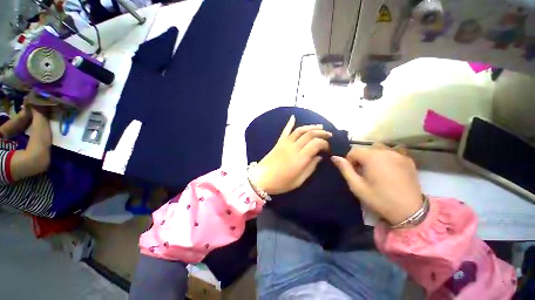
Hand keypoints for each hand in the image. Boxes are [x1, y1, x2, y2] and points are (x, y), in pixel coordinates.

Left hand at [249, 115, 331, 194]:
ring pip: (300, 130)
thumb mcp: (299, 180)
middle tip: (329, 135)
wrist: (261, 179)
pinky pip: (285, 131)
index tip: (328, 148)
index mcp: (300, 158)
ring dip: (310, 127)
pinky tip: (293, 117)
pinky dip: (289, 123)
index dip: (324, 143)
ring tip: (319, 126)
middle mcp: (294, 147)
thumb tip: (319, 157)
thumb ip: (310, 168)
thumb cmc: (281, 183)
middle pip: (310, 134)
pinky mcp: (278, 142)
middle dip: (321, 133)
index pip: (316, 144)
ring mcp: (285, 143)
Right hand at [331, 143, 422, 225]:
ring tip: (377, 170)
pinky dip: (387, 156)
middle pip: (366, 149)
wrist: (410, 211)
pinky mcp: (408, 159)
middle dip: (361, 159)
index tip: (354, 173)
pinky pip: (393, 151)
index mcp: (371, 157)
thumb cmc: (379, 198)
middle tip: (364, 173)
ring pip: (379, 148)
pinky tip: (389, 168)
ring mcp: (399, 154)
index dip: (350, 161)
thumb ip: (345, 169)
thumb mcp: (357, 186)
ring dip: (374, 156)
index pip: (353, 151)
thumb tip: (334, 157)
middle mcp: (385, 151)